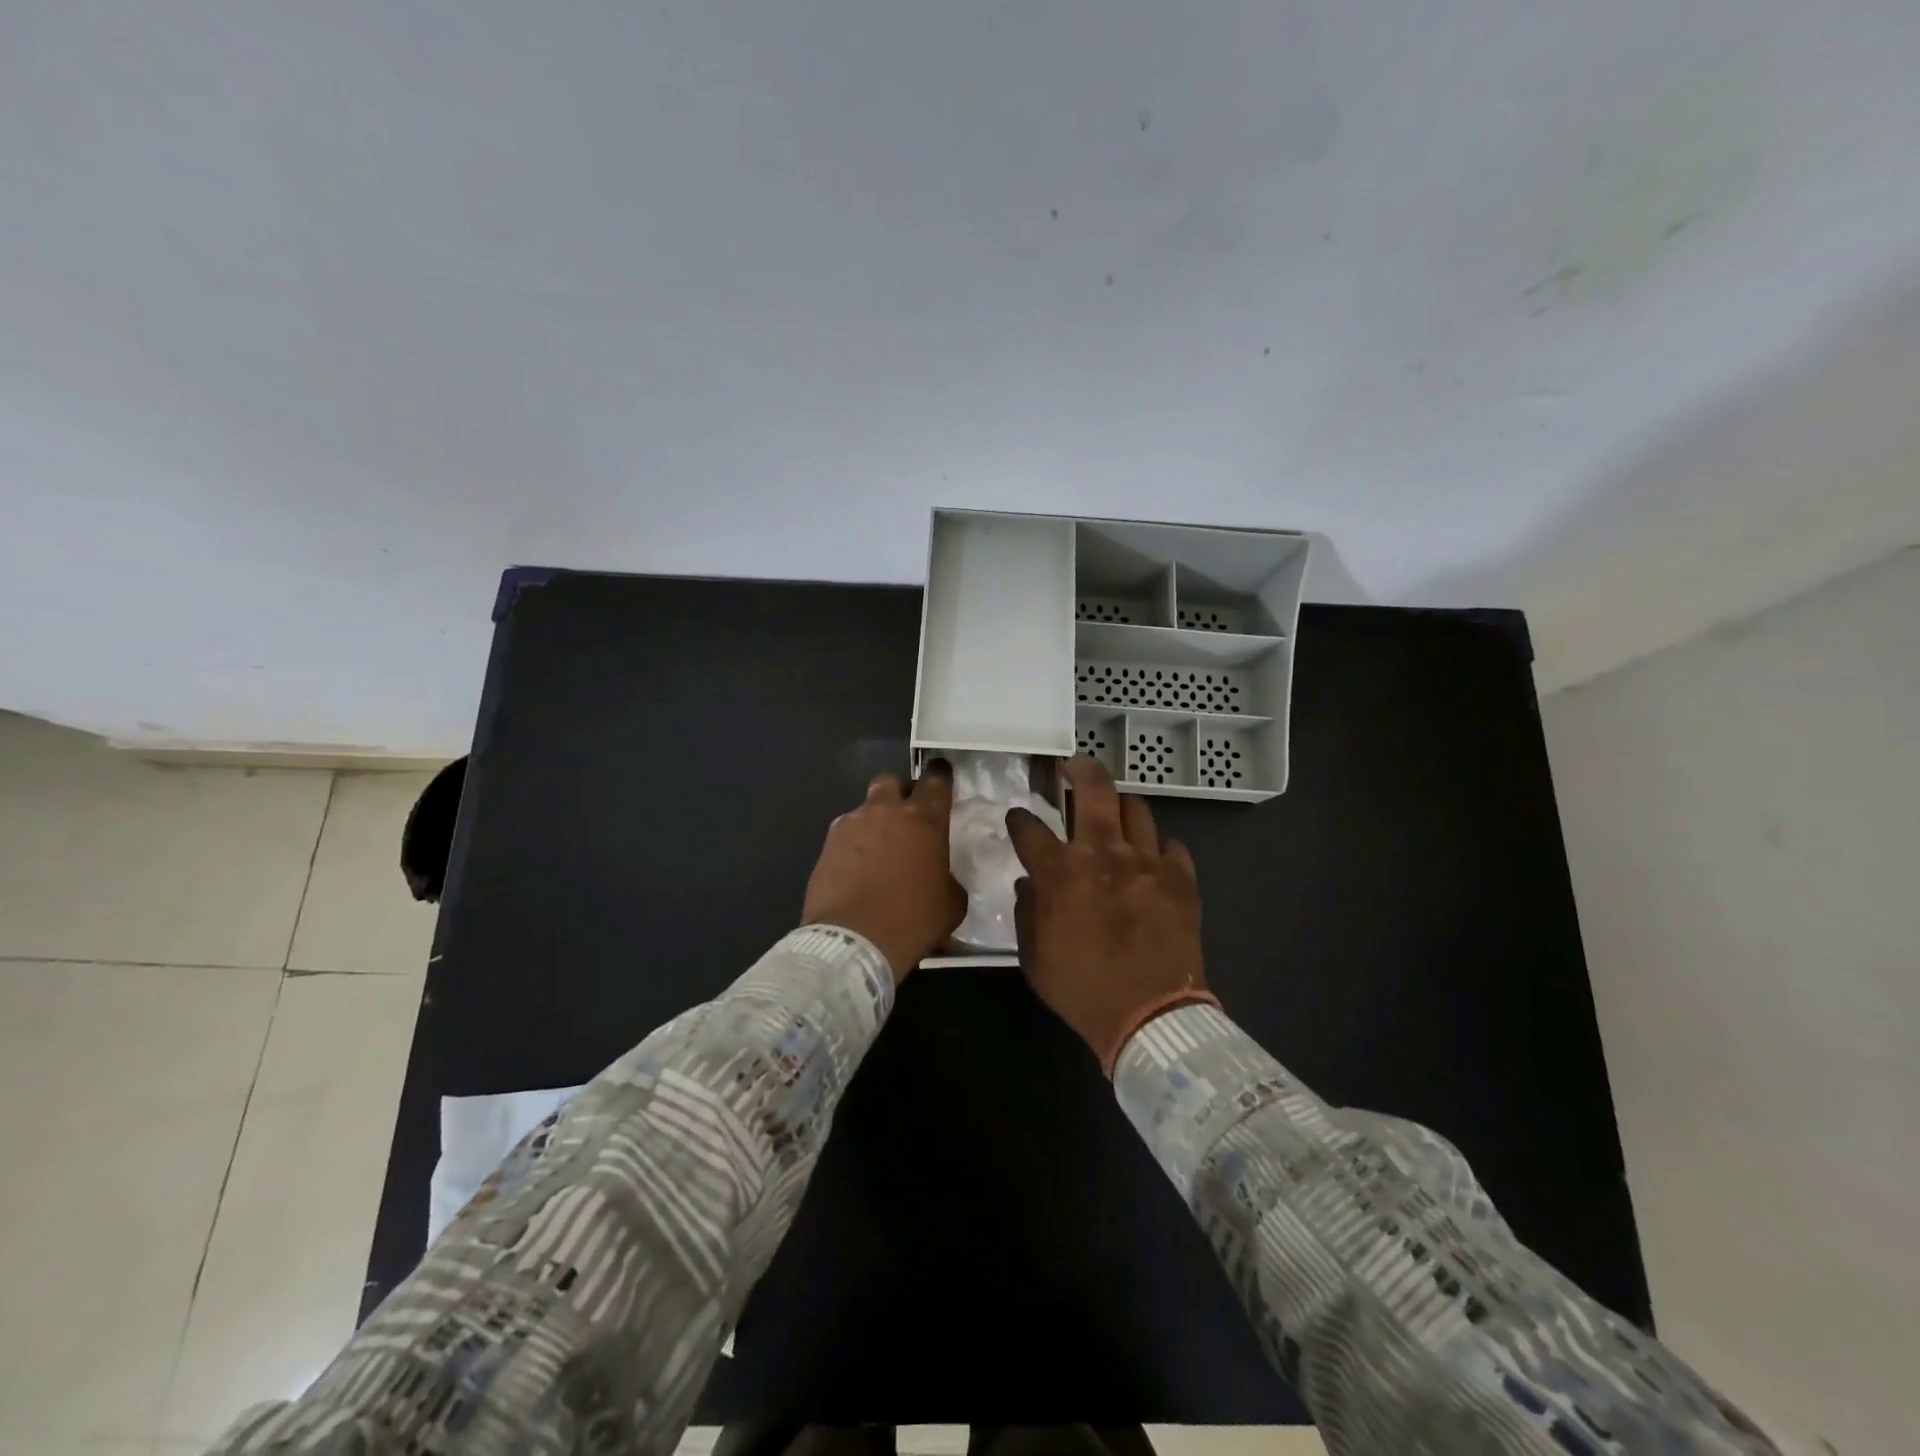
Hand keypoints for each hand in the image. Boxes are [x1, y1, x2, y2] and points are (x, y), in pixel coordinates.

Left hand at [803, 762, 965, 980]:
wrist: (854, 940)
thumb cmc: (913, 919)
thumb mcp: (951, 902)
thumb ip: (949, 877)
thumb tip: (941, 877)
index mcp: (924, 819)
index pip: (936, 780)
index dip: (940, 775)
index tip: (942, 776)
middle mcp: (886, 811)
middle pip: (891, 781)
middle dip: (899, 792)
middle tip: (905, 816)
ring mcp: (851, 824)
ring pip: (864, 808)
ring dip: (873, 822)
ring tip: (877, 851)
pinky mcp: (827, 845)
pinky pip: (845, 834)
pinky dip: (853, 845)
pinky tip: (856, 869)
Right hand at [1007, 755, 1207, 1071]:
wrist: (1150, 1016)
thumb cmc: (1082, 989)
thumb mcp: (1034, 958)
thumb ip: (1027, 913)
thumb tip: (1028, 884)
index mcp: (1060, 873)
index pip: (1030, 828)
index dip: (1019, 819)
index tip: (1018, 818)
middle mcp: (1103, 854)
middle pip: (1094, 790)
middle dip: (1080, 769)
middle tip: (1073, 766)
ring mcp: (1147, 862)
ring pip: (1137, 809)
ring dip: (1121, 807)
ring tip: (1116, 814)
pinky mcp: (1181, 879)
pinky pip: (1172, 847)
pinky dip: (1159, 849)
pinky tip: (1153, 860)